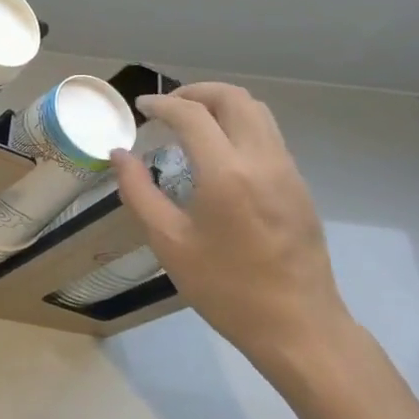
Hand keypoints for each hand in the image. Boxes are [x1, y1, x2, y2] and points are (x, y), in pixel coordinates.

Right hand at [111, 83, 351, 378]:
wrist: (298, 327)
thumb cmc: (226, 289)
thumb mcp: (169, 243)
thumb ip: (139, 192)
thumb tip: (119, 155)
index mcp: (226, 174)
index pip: (192, 114)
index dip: (162, 103)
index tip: (140, 107)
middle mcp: (262, 159)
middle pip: (233, 98)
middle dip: (195, 92)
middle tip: (167, 109)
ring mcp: (287, 170)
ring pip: (257, 110)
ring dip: (220, 105)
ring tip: (191, 123)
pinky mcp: (298, 184)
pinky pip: (268, 134)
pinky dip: (239, 124)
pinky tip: (218, 153)